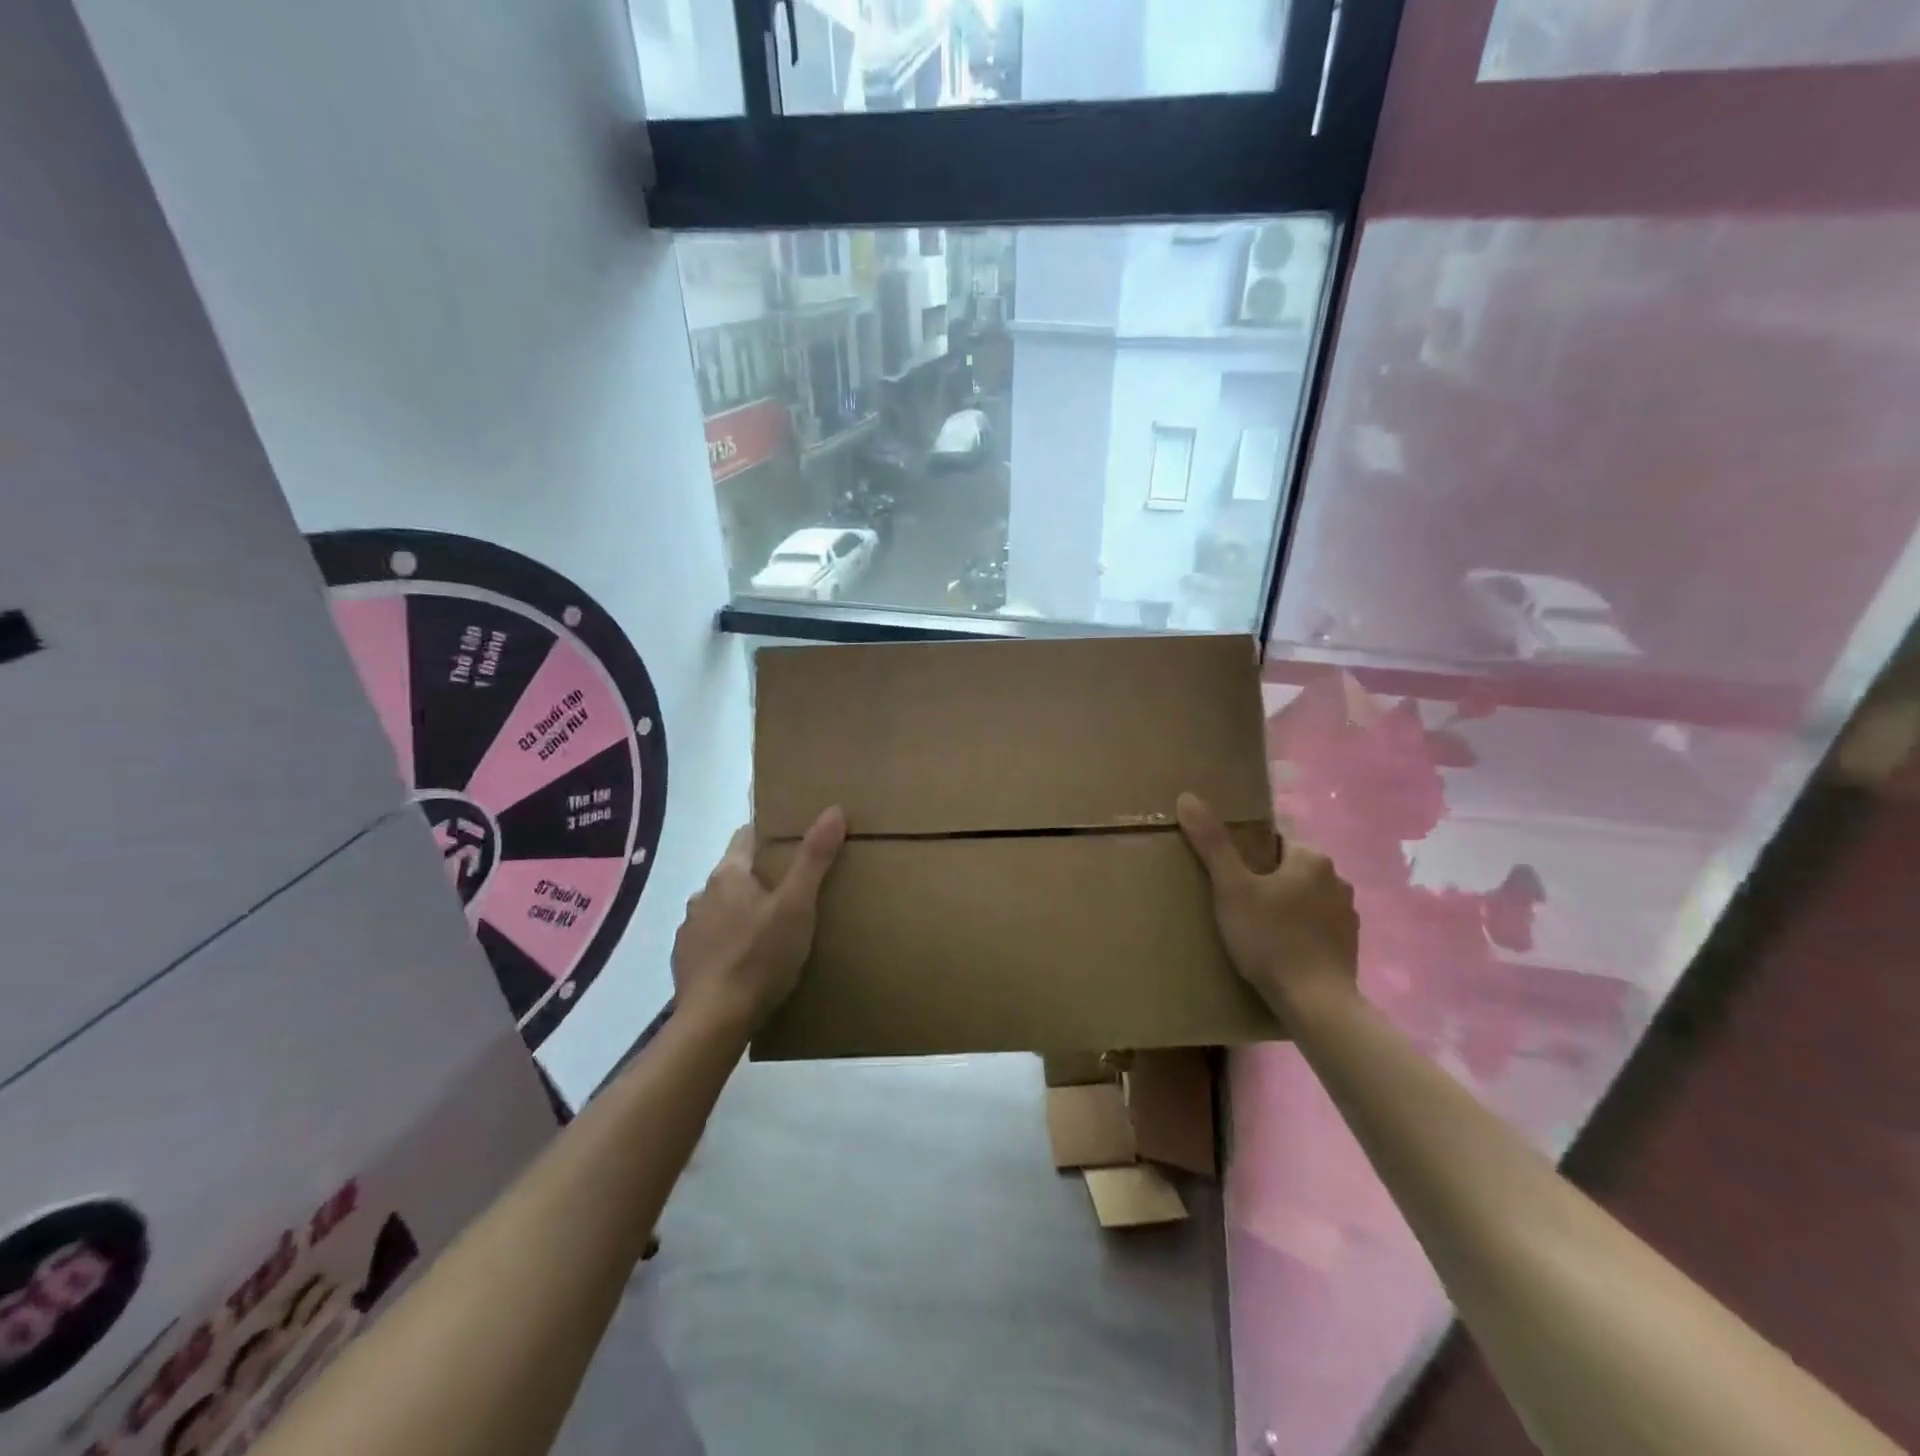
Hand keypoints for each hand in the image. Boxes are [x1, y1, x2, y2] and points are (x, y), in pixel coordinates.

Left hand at [671, 807, 845, 1033]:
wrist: (715, 1021)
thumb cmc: (760, 956)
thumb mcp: (797, 905)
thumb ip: (814, 858)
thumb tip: (833, 810)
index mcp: (728, 875)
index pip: (746, 835)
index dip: (769, 834)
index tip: (793, 840)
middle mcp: (702, 895)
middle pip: (735, 873)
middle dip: (760, 876)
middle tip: (793, 888)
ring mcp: (690, 929)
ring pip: (722, 907)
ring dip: (742, 910)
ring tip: (771, 927)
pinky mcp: (685, 961)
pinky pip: (711, 939)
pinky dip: (728, 941)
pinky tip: (747, 959)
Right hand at [1175, 792, 1358, 1012]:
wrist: (1315, 1003)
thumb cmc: (1269, 938)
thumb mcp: (1231, 888)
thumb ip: (1212, 843)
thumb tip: (1187, 797)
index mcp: (1311, 858)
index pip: (1273, 841)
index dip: (1246, 855)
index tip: (1227, 876)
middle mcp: (1336, 878)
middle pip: (1288, 868)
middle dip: (1264, 880)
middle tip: (1233, 902)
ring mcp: (1347, 913)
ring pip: (1304, 896)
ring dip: (1284, 905)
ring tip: (1254, 928)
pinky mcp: (1350, 944)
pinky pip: (1316, 924)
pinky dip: (1299, 930)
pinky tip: (1279, 949)